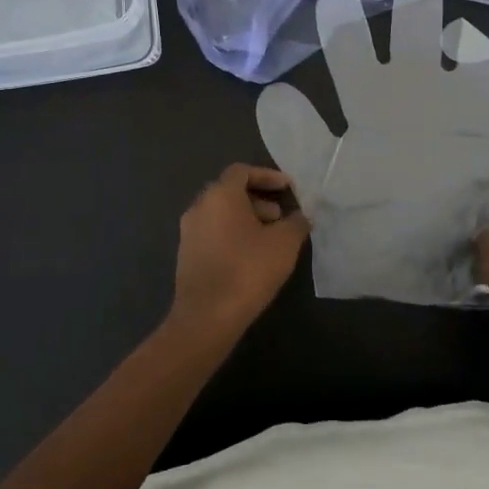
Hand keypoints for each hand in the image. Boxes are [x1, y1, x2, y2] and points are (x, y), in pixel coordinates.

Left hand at [170, 165, 311, 338]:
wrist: (206, 317)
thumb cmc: (248, 269)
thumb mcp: (284, 243)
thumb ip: (296, 222)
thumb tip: (301, 216)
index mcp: (220, 195)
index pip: (242, 171)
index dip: (267, 176)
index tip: (288, 188)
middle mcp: (199, 207)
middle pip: (230, 192)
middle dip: (258, 200)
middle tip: (281, 216)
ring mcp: (189, 232)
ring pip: (221, 214)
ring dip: (246, 219)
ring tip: (270, 239)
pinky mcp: (186, 255)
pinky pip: (213, 233)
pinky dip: (233, 235)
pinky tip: (251, 257)